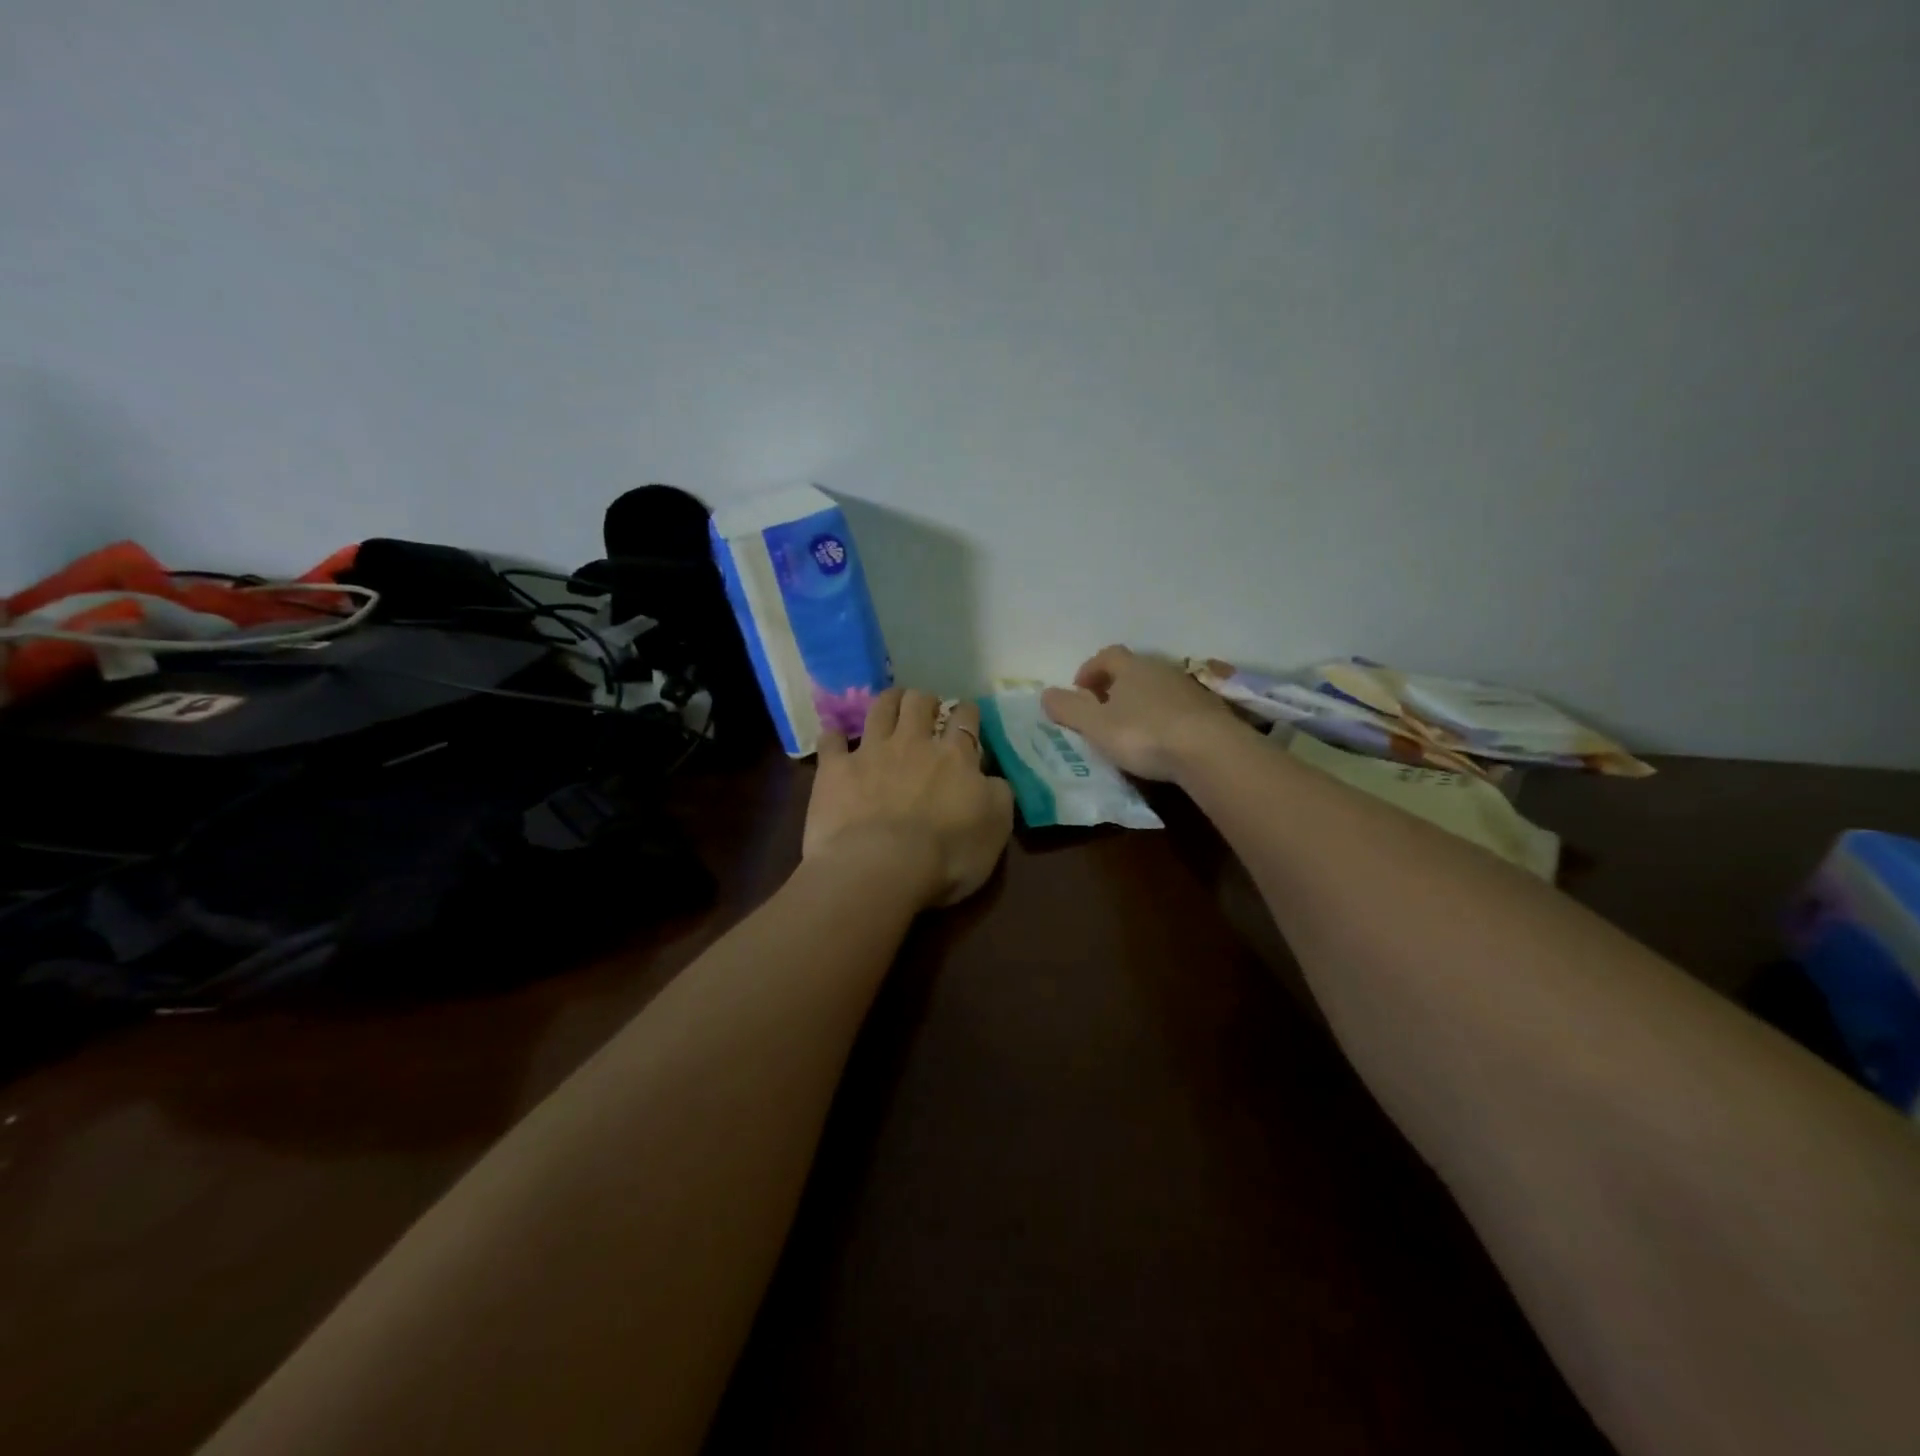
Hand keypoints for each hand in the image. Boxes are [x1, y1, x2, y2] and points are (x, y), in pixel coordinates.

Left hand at [803, 688, 1014, 908]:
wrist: (881, 866)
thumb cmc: (947, 854)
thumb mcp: (996, 827)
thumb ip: (997, 794)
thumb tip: (990, 777)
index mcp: (955, 756)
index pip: (965, 720)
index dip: (967, 712)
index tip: (966, 713)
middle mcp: (913, 743)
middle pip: (919, 703)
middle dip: (925, 700)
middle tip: (927, 706)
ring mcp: (871, 752)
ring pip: (880, 709)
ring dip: (888, 701)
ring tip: (891, 701)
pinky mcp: (836, 769)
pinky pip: (832, 742)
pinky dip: (834, 736)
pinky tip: (835, 736)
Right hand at [1041, 646, 1241, 782]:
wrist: (1210, 750)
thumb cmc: (1144, 734)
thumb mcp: (1096, 725)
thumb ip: (1069, 709)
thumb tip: (1045, 694)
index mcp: (1131, 667)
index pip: (1106, 656)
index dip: (1090, 670)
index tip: (1079, 691)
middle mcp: (1160, 668)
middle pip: (1133, 669)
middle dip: (1115, 686)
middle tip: (1103, 710)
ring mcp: (1189, 687)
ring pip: (1157, 687)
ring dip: (1142, 701)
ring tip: (1132, 727)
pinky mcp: (1210, 709)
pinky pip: (1178, 706)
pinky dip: (1165, 716)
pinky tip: (1162, 740)